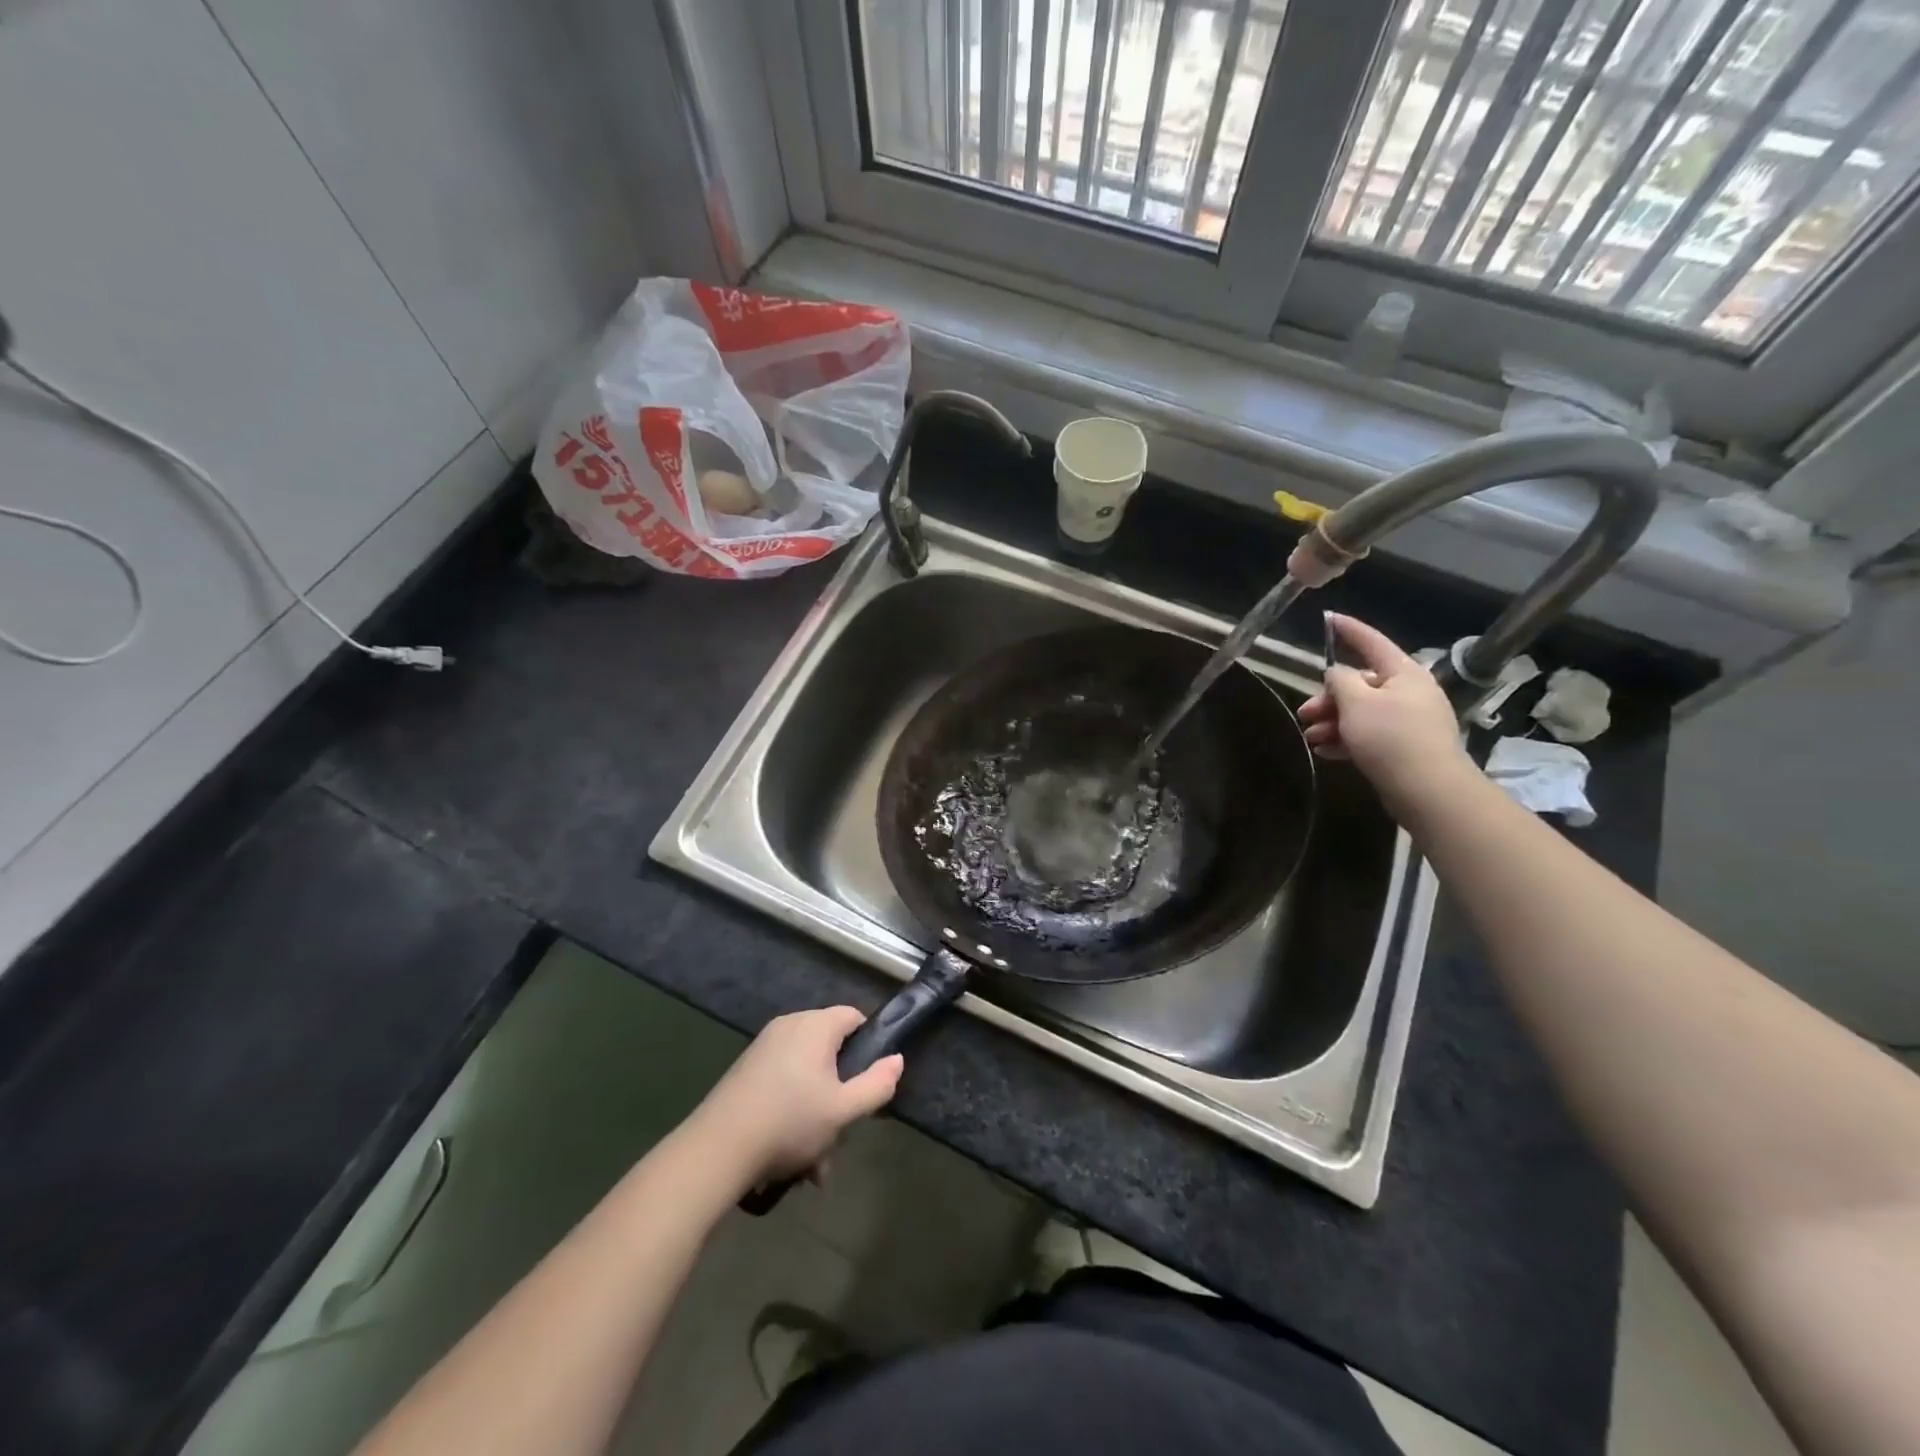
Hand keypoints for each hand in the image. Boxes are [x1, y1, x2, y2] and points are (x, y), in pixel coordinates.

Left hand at [692, 1007, 902, 1187]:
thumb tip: (897, 1060)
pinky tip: (790, 1156)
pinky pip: (782, 1082)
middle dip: (840, 1093)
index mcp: (815, 1025)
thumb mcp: (843, 1110)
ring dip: (817, 1112)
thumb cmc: (789, 1122)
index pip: (853, 1016)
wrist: (717, 1149)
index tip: (870, 1081)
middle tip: (841, 1133)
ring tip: (814, 1162)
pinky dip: (792, 1110)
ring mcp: (763, 1047)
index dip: (869, 1044)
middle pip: (829, 1049)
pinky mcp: (745, 1070)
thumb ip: (877, 1084)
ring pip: (806, 1074)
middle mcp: (789, 1025)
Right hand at [1297, 613, 1474, 819]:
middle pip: (1360, 684)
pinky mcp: (1404, 747)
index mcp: (1404, 673)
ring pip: (1361, 712)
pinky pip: (1368, 735)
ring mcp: (1408, 721)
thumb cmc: (1390, 737)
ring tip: (1311, 738)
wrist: (1427, 789)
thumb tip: (1337, 673)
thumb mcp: (1356, 703)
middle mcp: (1409, 692)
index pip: (1372, 642)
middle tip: (1305, 714)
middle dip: (1328, 698)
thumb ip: (1340, 681)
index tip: (1328, 617)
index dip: (1348, 630)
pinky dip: (1346, 740)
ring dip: (1332, 722)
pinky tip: (1325, 752)